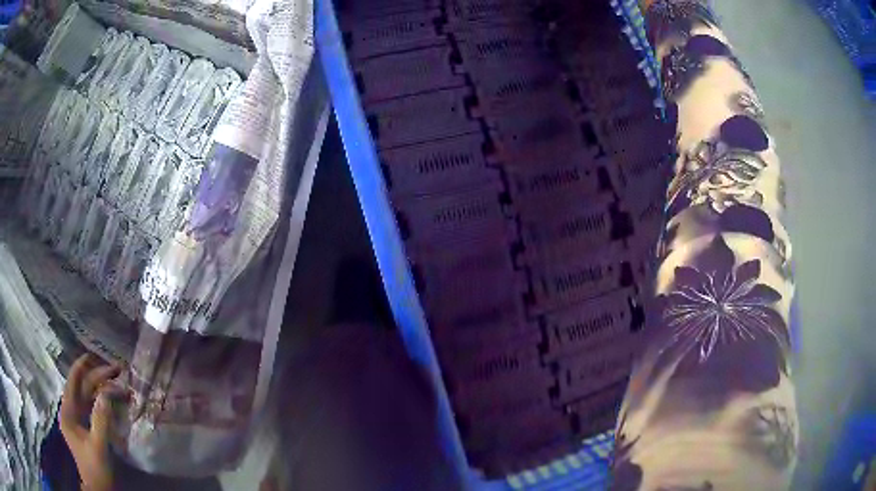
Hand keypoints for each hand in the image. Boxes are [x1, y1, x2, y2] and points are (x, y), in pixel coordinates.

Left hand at [59, 354, 125, 490]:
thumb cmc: (97, 469)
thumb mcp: (99, 446)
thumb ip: (101, 419)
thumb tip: (107, 391)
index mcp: (68, 413)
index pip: (73, 382)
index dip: (82, 367)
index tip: (95, 355)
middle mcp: (70, 412)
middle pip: (83, 388)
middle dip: (98, 377)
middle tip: (117, 370)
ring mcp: (78, 420)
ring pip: (89, 397)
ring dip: (102, 388)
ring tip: (119, 383)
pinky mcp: (86, 429)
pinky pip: (93, 408)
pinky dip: (103, 401)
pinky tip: (113, 399)